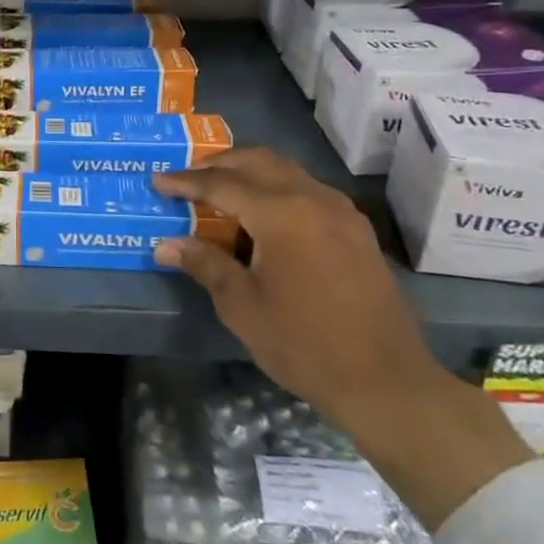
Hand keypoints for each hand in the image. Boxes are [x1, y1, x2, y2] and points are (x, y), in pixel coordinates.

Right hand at [154, 148, 532, 529]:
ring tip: (221, 192)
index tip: (157, 180)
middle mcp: (313, 199)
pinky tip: (265, 216)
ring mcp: (341, 212)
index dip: (186, 182)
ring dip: (250, 172)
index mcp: (282, 213)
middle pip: (258, 162)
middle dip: (218, 165)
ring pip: (286, 171)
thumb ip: (205, 264)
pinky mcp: (356, 230)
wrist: (386, 381)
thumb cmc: (304, 344)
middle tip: (187, 179)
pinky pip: (308, 190)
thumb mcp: (242, 306)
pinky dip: (278, 189)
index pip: (222, 184)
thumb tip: (166, 245)